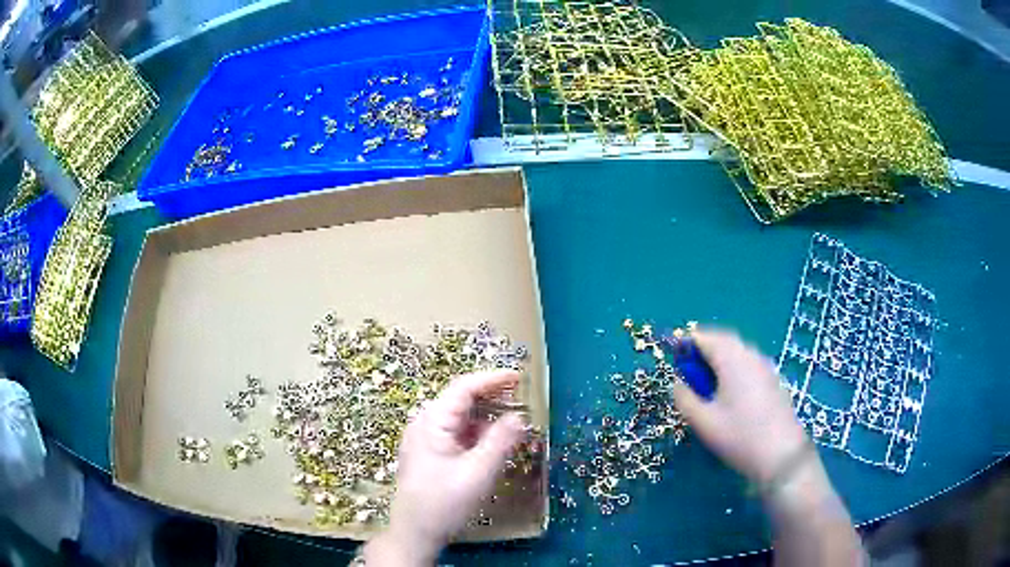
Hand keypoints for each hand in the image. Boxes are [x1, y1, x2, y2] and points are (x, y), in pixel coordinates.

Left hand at [365, 370, 526, 564]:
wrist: (414, 533)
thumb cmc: (443, 503)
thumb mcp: (477, 473)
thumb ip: (500, 442)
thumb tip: (520, 417)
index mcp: (432, 422)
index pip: (464, 388)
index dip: (493, 379)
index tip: (520, 377)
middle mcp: (426, 424)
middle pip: (462, 400)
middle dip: (493, 397)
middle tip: (524, 399)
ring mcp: (427, 439)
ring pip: (462, 419)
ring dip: (489, 418)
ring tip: (516, 423)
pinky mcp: (432, 453)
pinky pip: (459, 434)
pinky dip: (480, 434)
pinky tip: (497, 444)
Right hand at [672, 329, 810, 484]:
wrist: (782, 455)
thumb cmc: (739, 437)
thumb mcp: (703, 421)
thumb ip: (684, 398)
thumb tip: (677, 383)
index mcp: (731, 358)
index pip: (703, 337)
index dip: (685, 345)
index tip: (674, 364)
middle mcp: (750, 354)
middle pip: (722, 340)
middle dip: (702, 352)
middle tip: (688, 375)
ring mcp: (765, 366)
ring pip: (737, 352)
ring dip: (719, 360)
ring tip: (707, 387)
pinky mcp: (773, 380)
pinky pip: (749, 364)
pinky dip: (734, 370)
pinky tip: (730, 396)